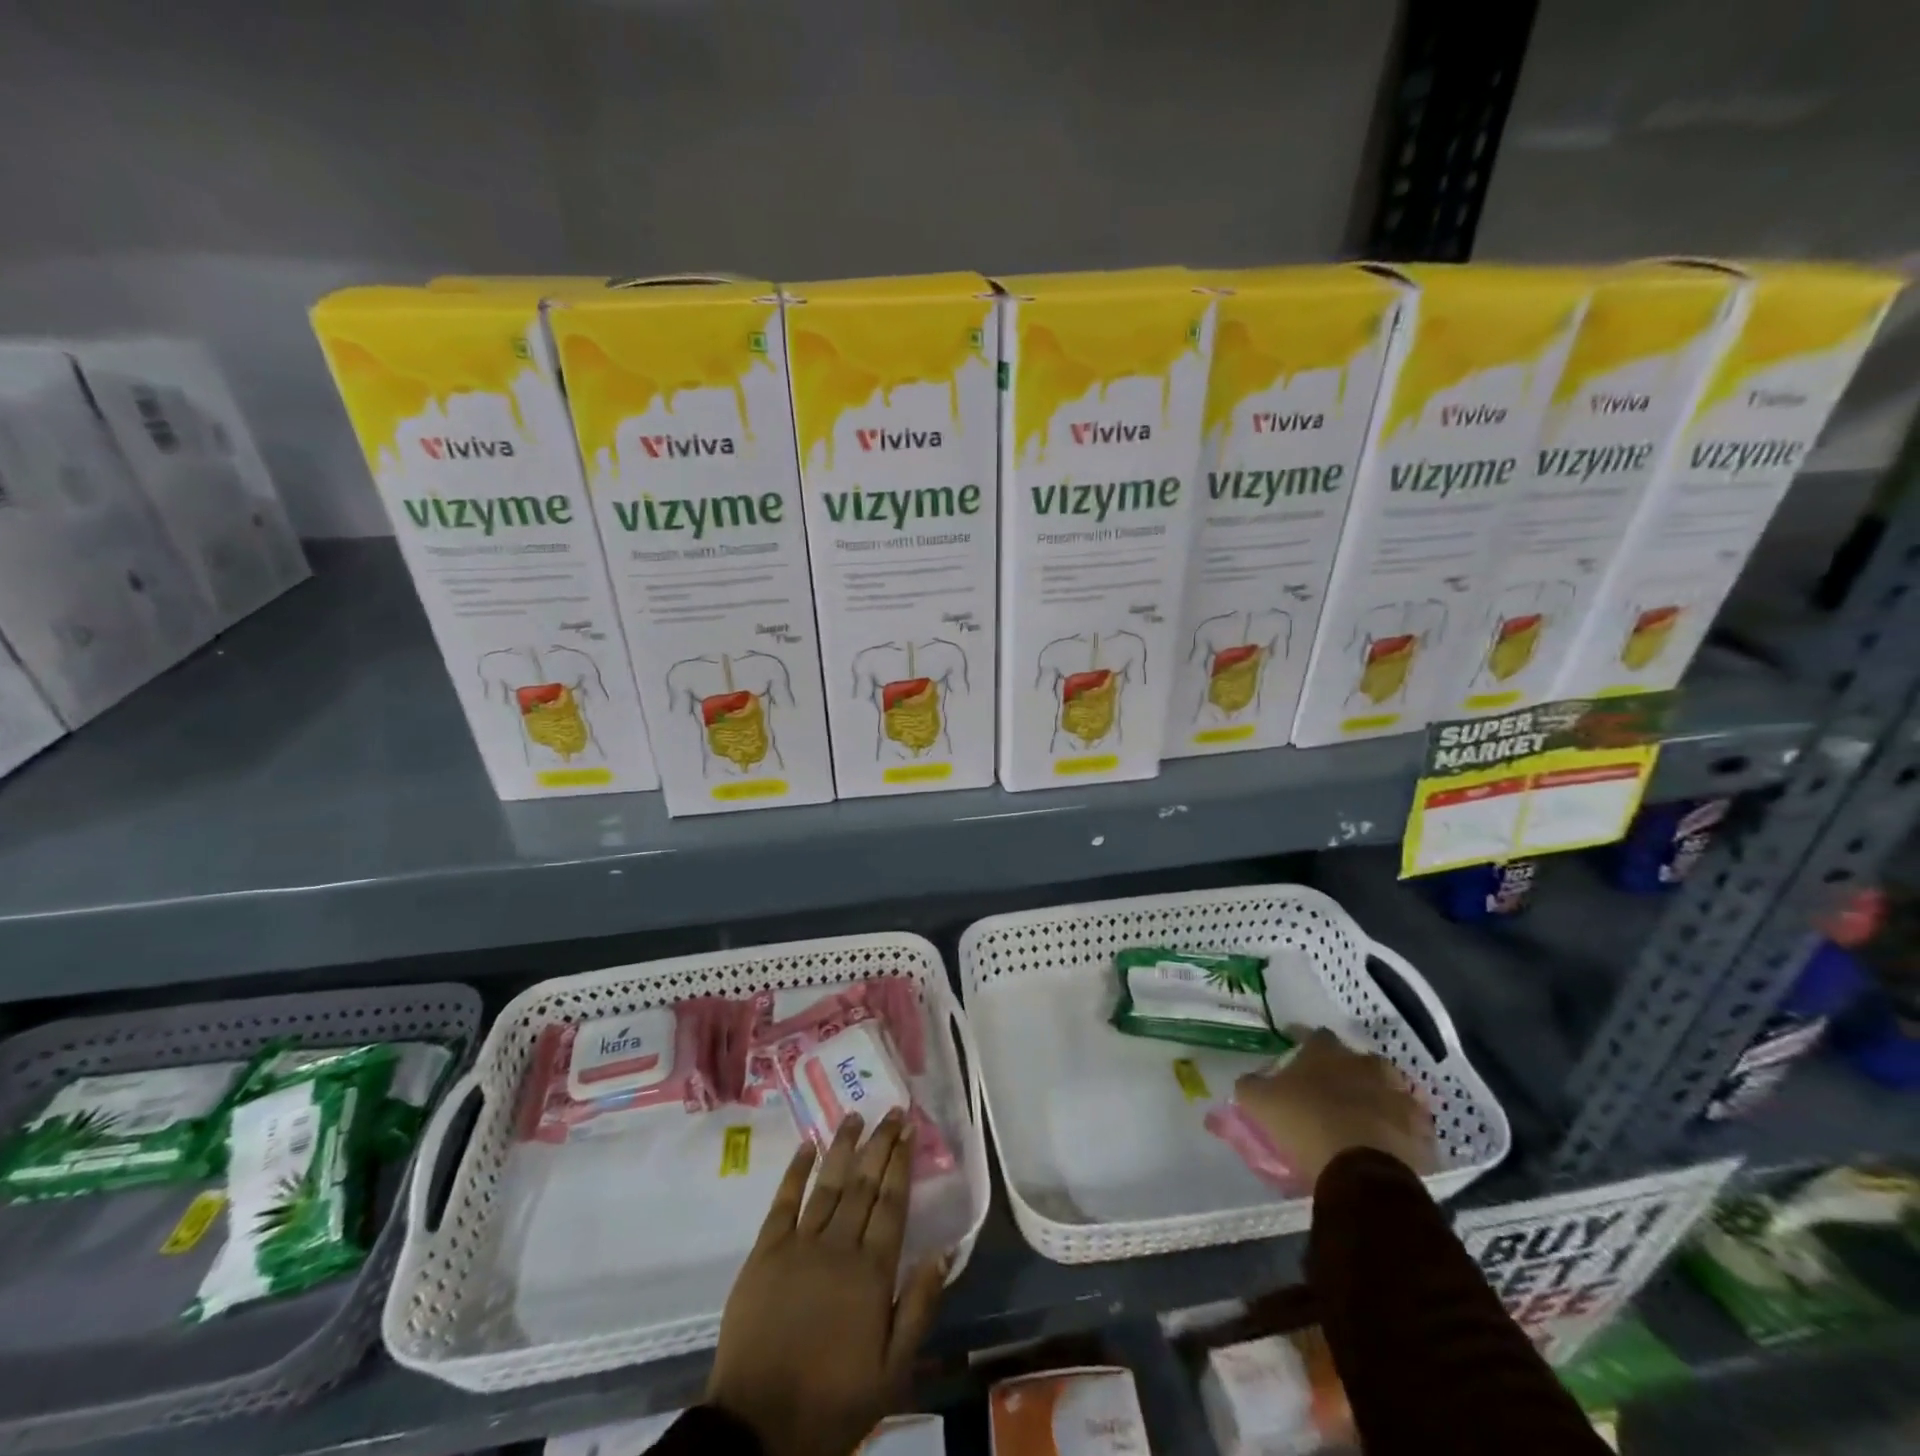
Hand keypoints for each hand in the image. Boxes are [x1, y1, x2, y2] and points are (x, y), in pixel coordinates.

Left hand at [707, 1110, 946, 1455]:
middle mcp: (838, 1246)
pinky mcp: (764, 1252)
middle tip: (892, 1110)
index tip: (910, 1129)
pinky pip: (783, 1202)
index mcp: (871, 1272)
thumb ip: (919, 1306)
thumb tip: (944, 1250)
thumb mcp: (891, 1371)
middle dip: (880, 1143)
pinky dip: (796, 1171)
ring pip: (828, 1184)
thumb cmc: (832, 1401)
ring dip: (843, 1146)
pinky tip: (807, 1146)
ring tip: (856, 1115)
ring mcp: (798, 1245)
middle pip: (864, 1184)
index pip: (892, 1203)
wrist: (757, 1428)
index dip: (902, 1162)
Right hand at [1234, 1027, 1435, 1187]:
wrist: (1362, 1170)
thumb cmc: (1305, 1124)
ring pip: (1388, 1088)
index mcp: (1327, 1051)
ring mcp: (1398, 1095)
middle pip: (1356, 1059)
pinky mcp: (1421, 1129)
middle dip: (1346, 1070)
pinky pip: (1410, 1123)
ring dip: (1377, 1096)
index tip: (1294, 1050)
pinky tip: (1388, 1141)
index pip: (1314, 1034)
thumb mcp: (1259, 1102)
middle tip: (1332, 1088)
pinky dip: (1399, 1128)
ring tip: (1364, 1115)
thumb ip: (1250, 1085)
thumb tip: (1248, 1080)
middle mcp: (1366, 1064)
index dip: (1303, 1042)